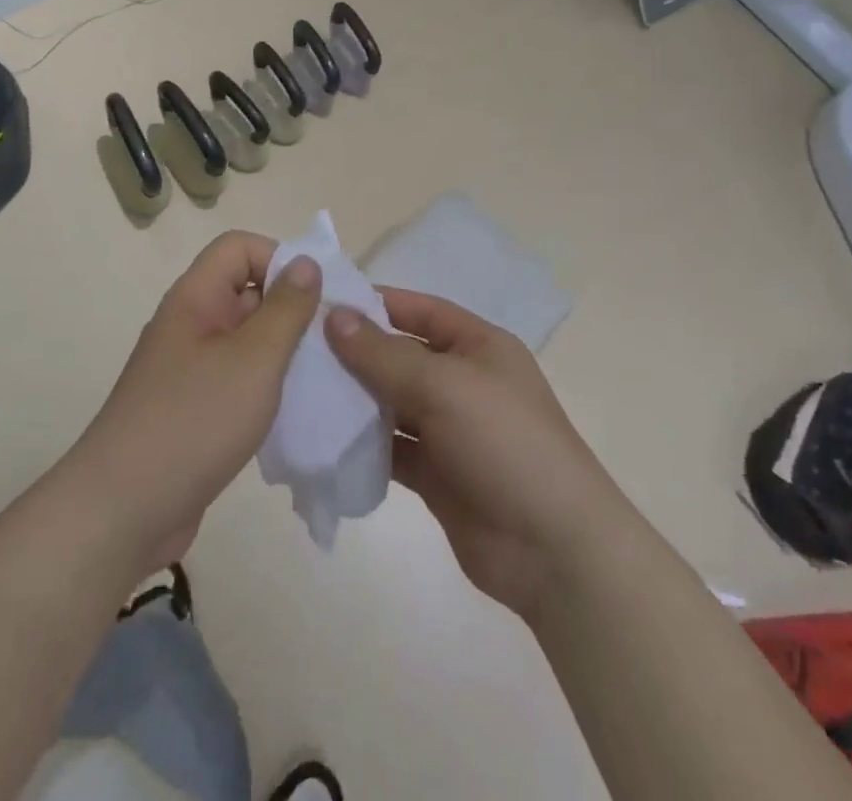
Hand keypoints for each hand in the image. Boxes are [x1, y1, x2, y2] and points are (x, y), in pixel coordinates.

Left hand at [66, 232, 320, 578]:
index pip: (239, 247)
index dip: (279, 258)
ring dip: (284, 352)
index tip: (317, 297)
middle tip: (335, 341)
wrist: (123, 511)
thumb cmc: (194, 421)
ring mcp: (189, 368)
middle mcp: (190, 324)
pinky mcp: (193, 408)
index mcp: (195, 298)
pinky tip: (294, 412)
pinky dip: (266, 387)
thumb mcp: (254, 359)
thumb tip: (306, 262)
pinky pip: (238, 379)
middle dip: (292, 308)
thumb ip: (286, 308)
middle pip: (246, 291)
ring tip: (323, 377)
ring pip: (247, 339)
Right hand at [325, 290, 622, 621]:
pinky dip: (362, 442)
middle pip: (400, 356)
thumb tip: (334, 317)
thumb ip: (385, 354)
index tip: (323, 302)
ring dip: (354, 398)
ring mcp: (449, 430)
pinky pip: (391, 447)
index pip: (420, 310)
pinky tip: (323, 438)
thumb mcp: (444, 386)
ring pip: (391, 403)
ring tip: (300, 390)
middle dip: (355, 352)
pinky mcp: (436, 474)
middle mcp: (463, 382)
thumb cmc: (505, 443)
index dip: (376, 303)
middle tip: (297, 349)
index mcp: (478, 347)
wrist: (554, 550)